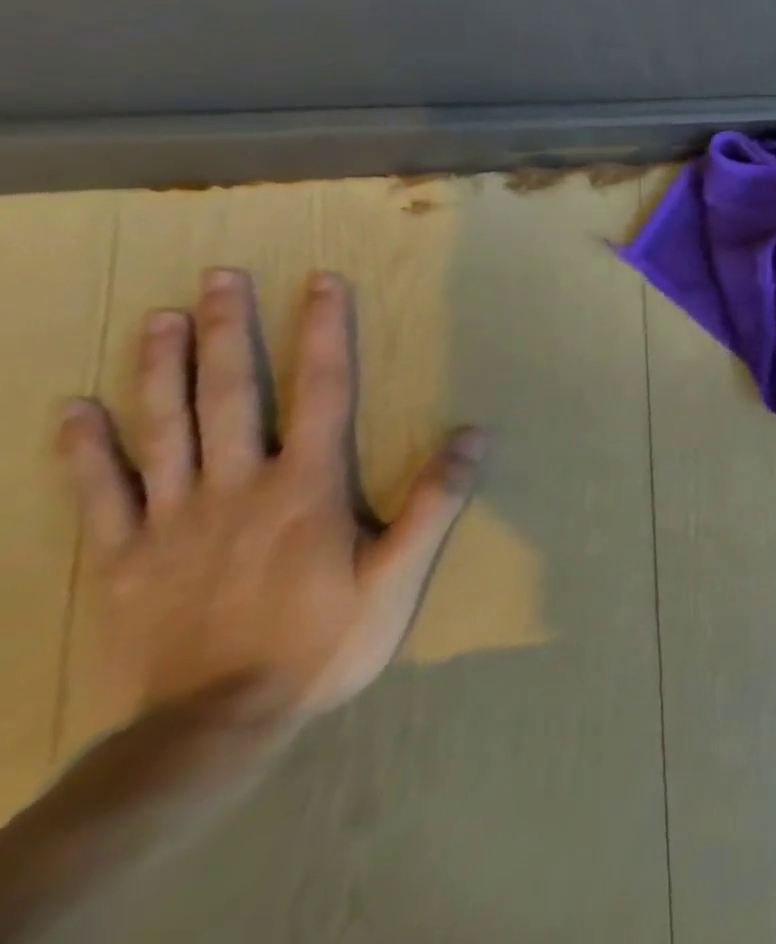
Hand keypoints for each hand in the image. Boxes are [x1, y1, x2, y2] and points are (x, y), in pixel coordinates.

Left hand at [56, 268, 481, 725]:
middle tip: (220, 277)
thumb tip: (474, 434)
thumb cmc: (323, 642)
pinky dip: (84, 449)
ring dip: (159, 368)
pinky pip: (98, 494)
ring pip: (162, 428)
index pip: (320, 390)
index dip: (322, 332)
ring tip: (159, 318)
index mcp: (306, 487)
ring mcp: (172, 520)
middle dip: (228, 331)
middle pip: (230, 394)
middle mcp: (238, 487)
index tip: (320, 283)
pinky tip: (74, 410)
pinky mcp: (122, 559)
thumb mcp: (398, 576)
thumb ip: (433, 501)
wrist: (213, 726)